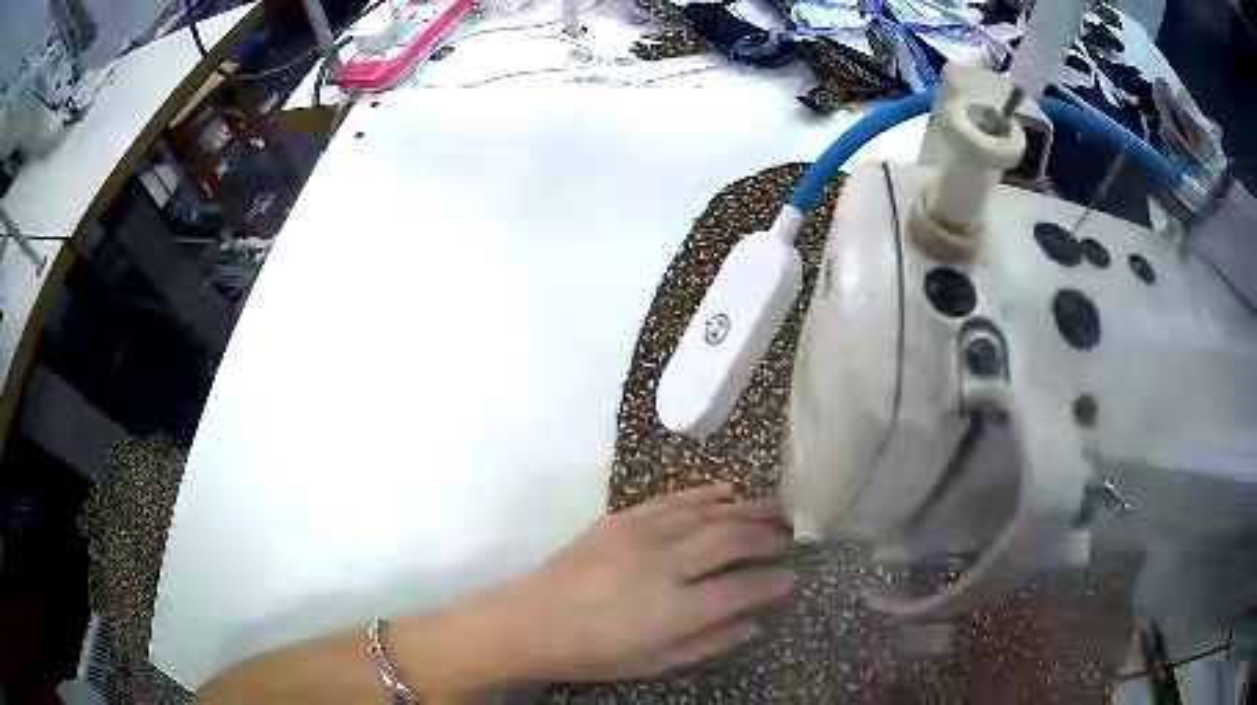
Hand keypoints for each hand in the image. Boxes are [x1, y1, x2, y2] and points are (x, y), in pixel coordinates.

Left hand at [477, 483, 796, 681]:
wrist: (528, 622)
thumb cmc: (592, 653)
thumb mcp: (654, 663)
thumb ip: (709, 642)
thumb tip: (754, 622)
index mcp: (673, 610)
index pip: (741, 587)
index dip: (773, 581)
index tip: (793, 576)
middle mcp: (663, 565)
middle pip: (730, 539)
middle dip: (767, 536)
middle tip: (789, 537)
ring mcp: (639, 536)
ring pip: (706, 512)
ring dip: (745, 507)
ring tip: (775, 505)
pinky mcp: (619, 519)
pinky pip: (671, 500)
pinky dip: (703, 493)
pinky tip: (726, 490)